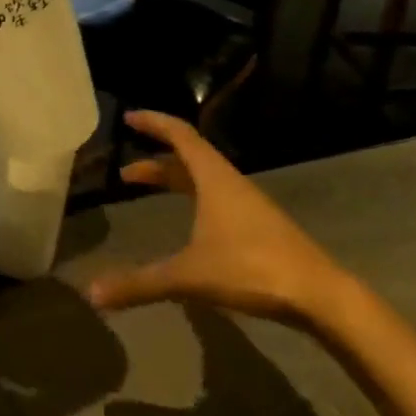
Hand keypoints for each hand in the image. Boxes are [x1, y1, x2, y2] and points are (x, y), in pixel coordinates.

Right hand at [85, 110, 354, 327]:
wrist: (322, 297)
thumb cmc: (253, 269)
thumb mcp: (189, 276)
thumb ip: (140, 283)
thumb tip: (93, 294)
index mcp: (213, 178)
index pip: (180, 135)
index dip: (154, 123)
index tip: (128, 118)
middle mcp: (230, 183)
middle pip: (188, 158)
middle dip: (155, 161)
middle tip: (125, 173)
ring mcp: (248, 205)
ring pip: (203, 179)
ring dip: (173, 180)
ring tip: (147, 192)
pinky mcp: (259, 227)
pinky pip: (216, 198)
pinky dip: (192, 198)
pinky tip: (188, 226)